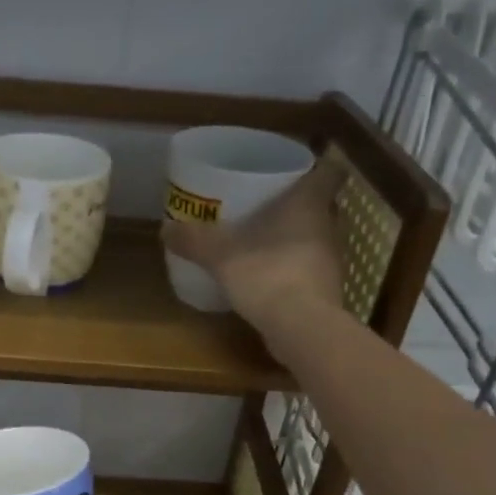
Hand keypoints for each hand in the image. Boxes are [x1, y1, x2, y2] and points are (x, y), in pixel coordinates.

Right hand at [161, 155, 346, 334]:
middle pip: (322, 206)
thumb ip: (194, 240)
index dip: (319, 166)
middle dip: (299, 204)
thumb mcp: (221, 255)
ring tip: (263, 242)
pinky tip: (268, 278)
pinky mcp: (326, 292)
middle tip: (268, 205)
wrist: (301, 328)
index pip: (330, 172)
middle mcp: (328, 227)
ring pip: (316, 239)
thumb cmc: (267, 274)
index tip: (298, 169)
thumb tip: (165, 228)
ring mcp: (331, 261)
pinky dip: (293, 269)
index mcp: (309, 204)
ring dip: (296, 238)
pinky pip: (310, 270)